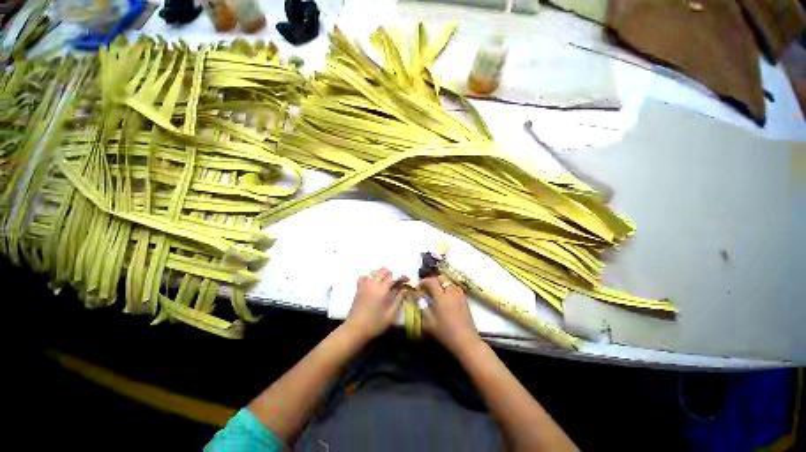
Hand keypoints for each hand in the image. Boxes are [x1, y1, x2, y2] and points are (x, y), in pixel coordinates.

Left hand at [344, 268, 407, 340]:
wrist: (355, 329)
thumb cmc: (375, 324)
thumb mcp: (391, 314)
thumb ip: (398, 299)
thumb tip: (403, 289)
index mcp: (383, 290)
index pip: (394, 277)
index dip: (402, 277)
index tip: (406, 280)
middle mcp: (374, 283)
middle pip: (384, 271)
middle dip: (391, 274)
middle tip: (395, 283)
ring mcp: (365, 284)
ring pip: (374, 272)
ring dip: (381, 274)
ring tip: (384, 283)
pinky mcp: (358, 288)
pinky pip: (364, 277)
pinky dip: (369, 277)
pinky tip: (372, 284)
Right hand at [420, 275, 480, 353]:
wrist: (466, 341)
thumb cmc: (445, 333)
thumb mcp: (429, 323)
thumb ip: (422, 309)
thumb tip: (419, 299)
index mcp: (441, 297)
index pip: (432, 281)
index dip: (424, 281)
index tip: (419, 286)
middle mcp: (451, 292)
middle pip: (442, 278)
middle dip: (433, 280)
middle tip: (427, 287)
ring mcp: (459, 295)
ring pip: (450, 282)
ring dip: (442, 283)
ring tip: (437, 291)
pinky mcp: (465, 300)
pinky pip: (456, 288)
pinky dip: (449, 287)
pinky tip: (447, 296)